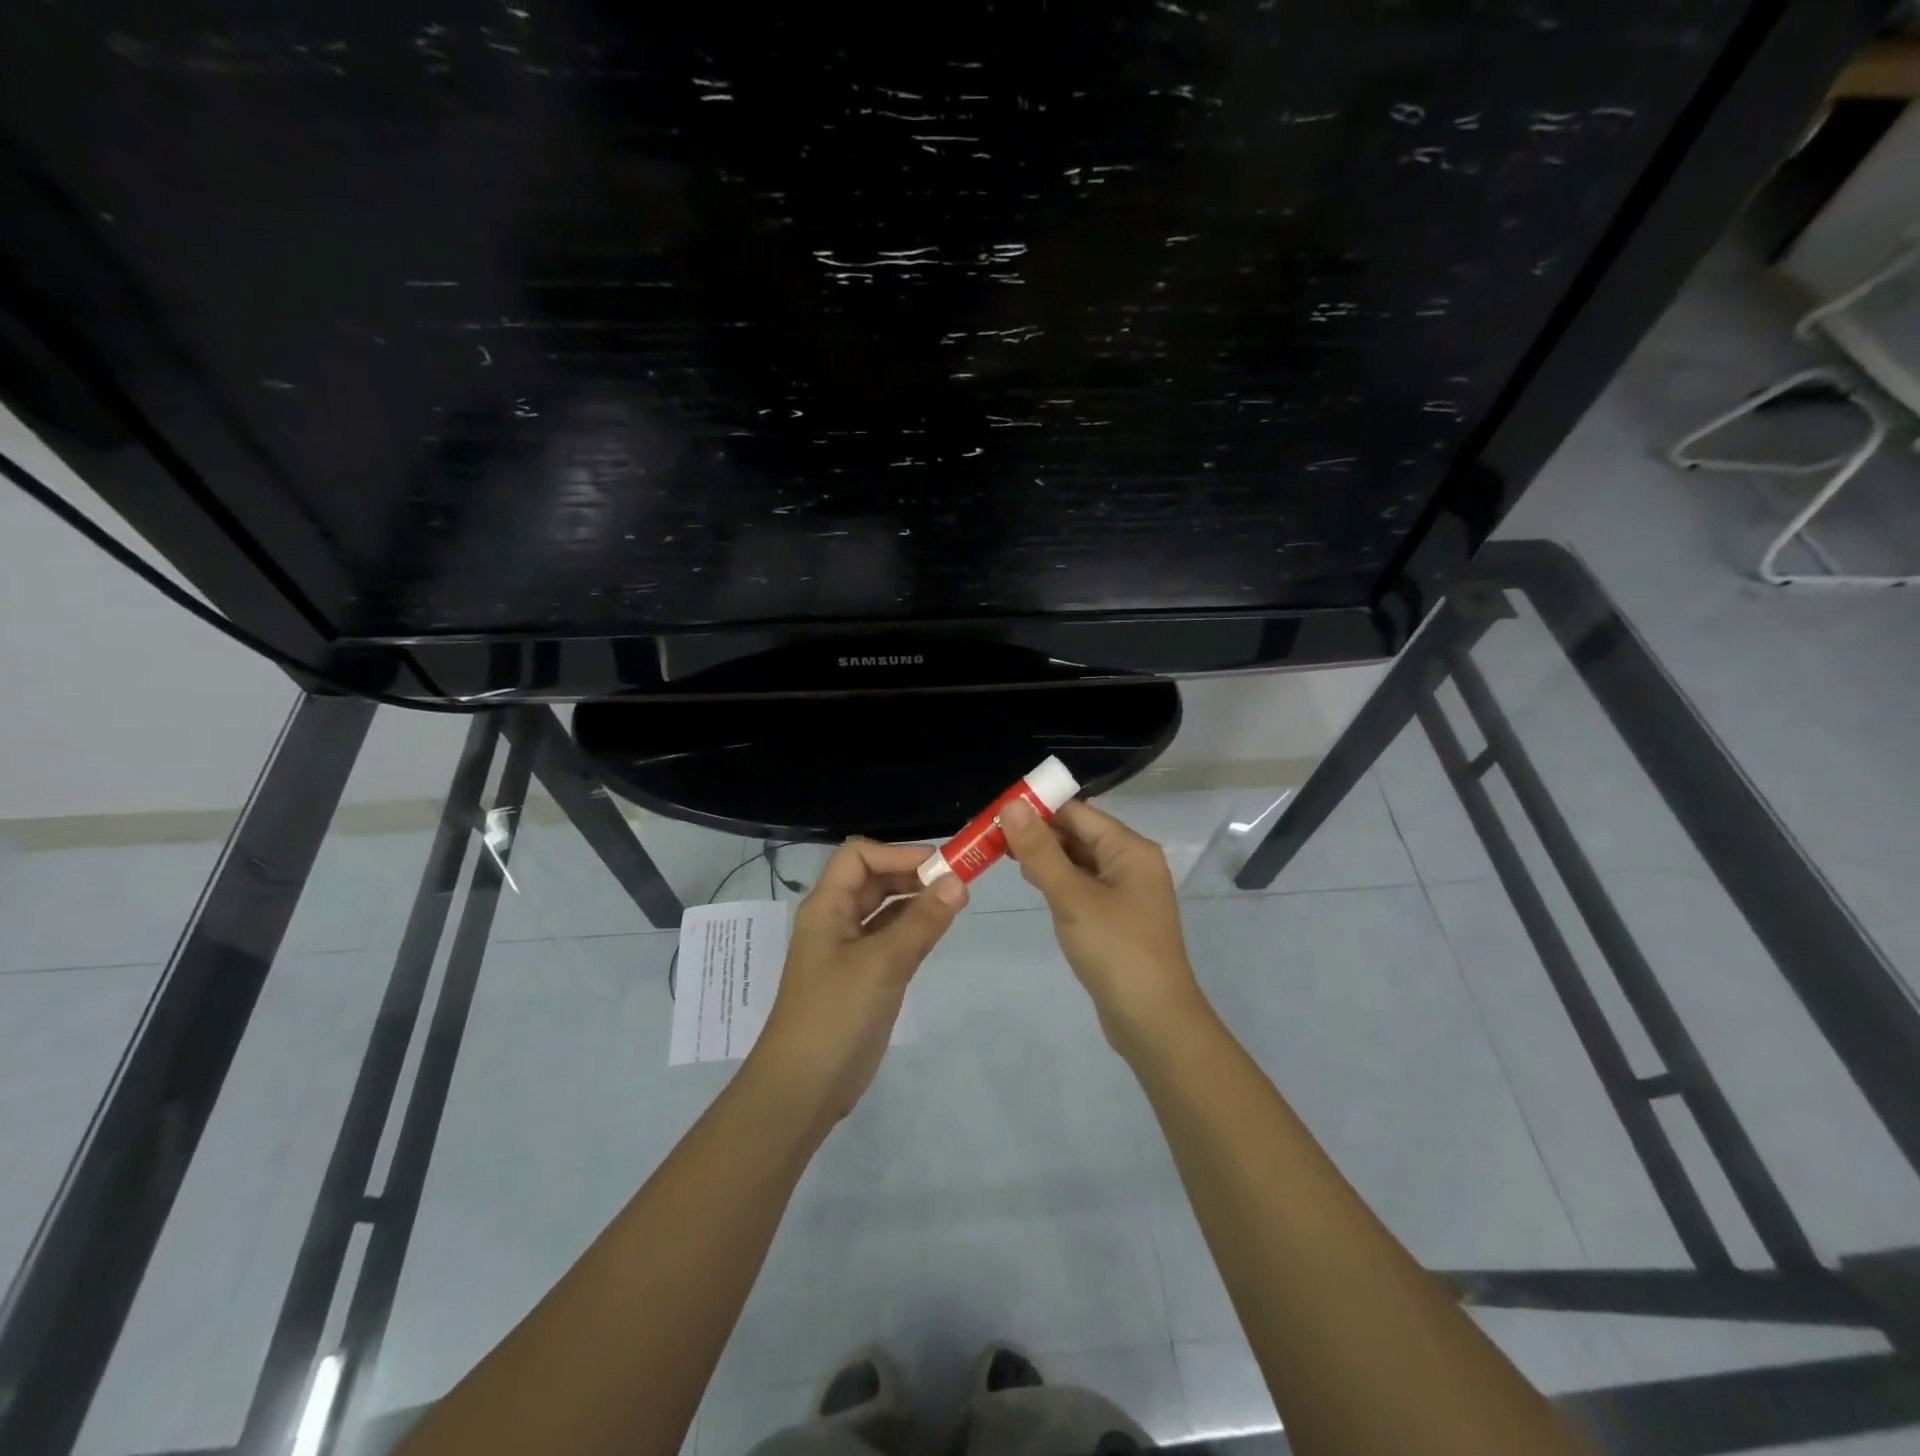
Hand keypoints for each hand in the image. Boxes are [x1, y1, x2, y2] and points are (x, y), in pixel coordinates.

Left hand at [753, 839, 966, 1122]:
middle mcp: (837, 921)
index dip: (897, 853)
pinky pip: (893, 939)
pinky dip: (916, 929)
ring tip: (957, 901)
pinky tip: (941, 930)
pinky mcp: (866, 977)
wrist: (804, 1088)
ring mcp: (850, 951)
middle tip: (958, 881)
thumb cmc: (835, 1015)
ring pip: (886, 910)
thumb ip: (921, 921)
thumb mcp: (882, 963)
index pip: (858, 856)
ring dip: (917, 901)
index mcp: (827, 907)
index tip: (940, 865)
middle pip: (874, 880)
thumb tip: (958, 881)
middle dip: (912, 874)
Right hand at [1000, 798, 1207, 1053]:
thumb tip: (1010, 805)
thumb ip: (1040, 851)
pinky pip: (1083, 886)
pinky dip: (1058, 880)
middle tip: (991, 834)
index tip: (996, 810)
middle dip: (1038, 832)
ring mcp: (1126, 892)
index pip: (1078, 813)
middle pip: (1079, 834)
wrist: (1153, 1022)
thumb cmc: (1115, 950)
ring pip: (1079, 861)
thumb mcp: (1072, 897)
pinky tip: (1033, 883)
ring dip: (1045, 856)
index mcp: (1130, 849)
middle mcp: (1132, 863)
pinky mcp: (1116, 918)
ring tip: (1002, 853)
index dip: (1038, 808)